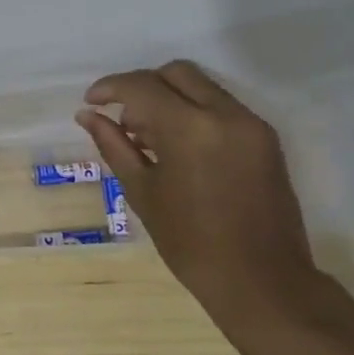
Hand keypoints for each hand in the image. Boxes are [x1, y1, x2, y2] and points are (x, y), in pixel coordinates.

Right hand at [77, 61, 319, 328]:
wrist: (263, 282)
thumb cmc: (191, 244)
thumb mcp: (143, 192)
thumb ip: (114, 145)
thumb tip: (87, 115)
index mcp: (190, 128)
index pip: (142, 86)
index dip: (111, 87)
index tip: (91, 102)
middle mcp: (225, 114)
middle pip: (176, 73)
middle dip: (143, 86)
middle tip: (124, 119)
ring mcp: (251, 124)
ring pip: (202, 86)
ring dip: (170, 98)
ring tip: (149, 138)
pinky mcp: (266, 138)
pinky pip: (222, 107)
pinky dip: (195, 112)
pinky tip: (179, 147)